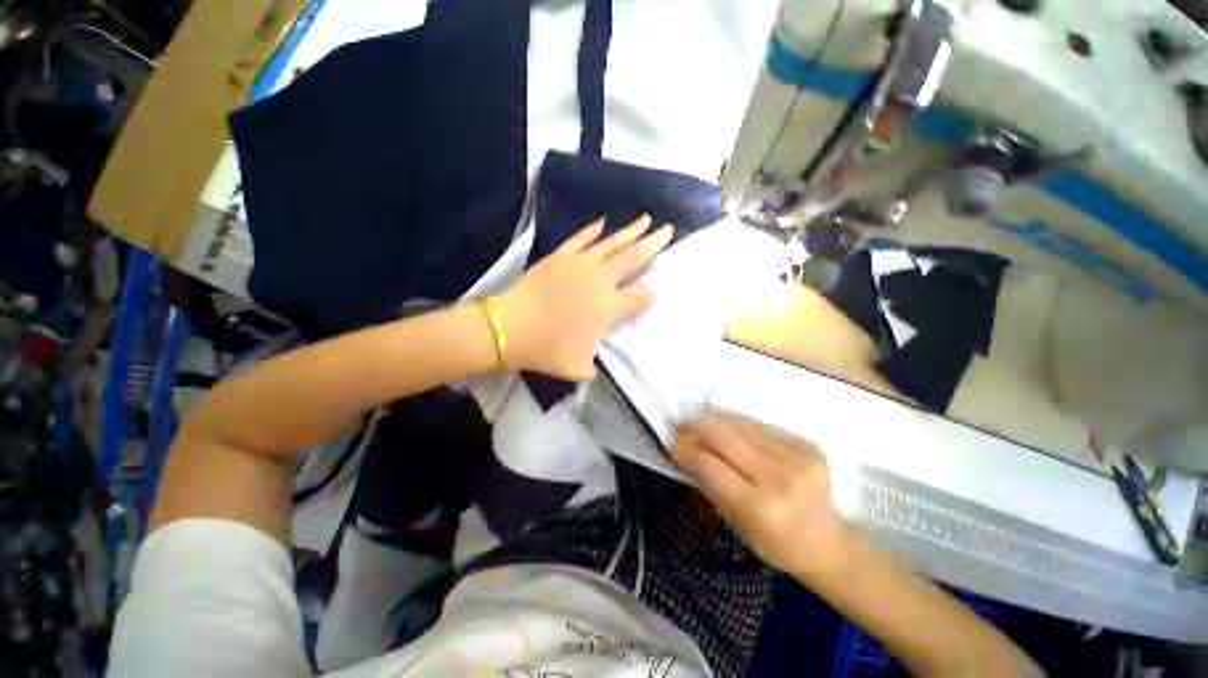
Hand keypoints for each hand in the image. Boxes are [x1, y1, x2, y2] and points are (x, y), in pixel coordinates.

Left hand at [496, 216, 672, 379]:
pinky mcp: (560, 257)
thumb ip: (597, 366)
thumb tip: (602, 364)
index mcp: (609, 308)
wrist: (510, 328)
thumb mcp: (579, 368)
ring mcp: (579, 265)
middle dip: (652, 244)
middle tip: (667, 230)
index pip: (638, 297)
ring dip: (630, 231)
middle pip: (632, 259)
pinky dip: (593, 230)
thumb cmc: (547, 349)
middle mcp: (600, 281)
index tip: (656, 291)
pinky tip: (604, 222)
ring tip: (646, 220)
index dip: (650, 294)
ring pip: (610, 244)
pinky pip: (580, 239)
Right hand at [670, 419, 849, 577]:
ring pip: (742, 427)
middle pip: (724, 437)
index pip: (709, 464)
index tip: (673, 445)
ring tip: (704, 428)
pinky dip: (742, 429)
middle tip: (682, 427)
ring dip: (717, 425)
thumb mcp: (736, 523)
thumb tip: (685, 453)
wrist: (829, 544)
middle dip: (697, 428)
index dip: (686, 450)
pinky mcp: (809, 448)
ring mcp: (798, 459)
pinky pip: (764, 429)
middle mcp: (779, 479)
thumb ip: (710, 485)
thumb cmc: (776, 544)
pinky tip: (734, 434)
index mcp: (759, 506)